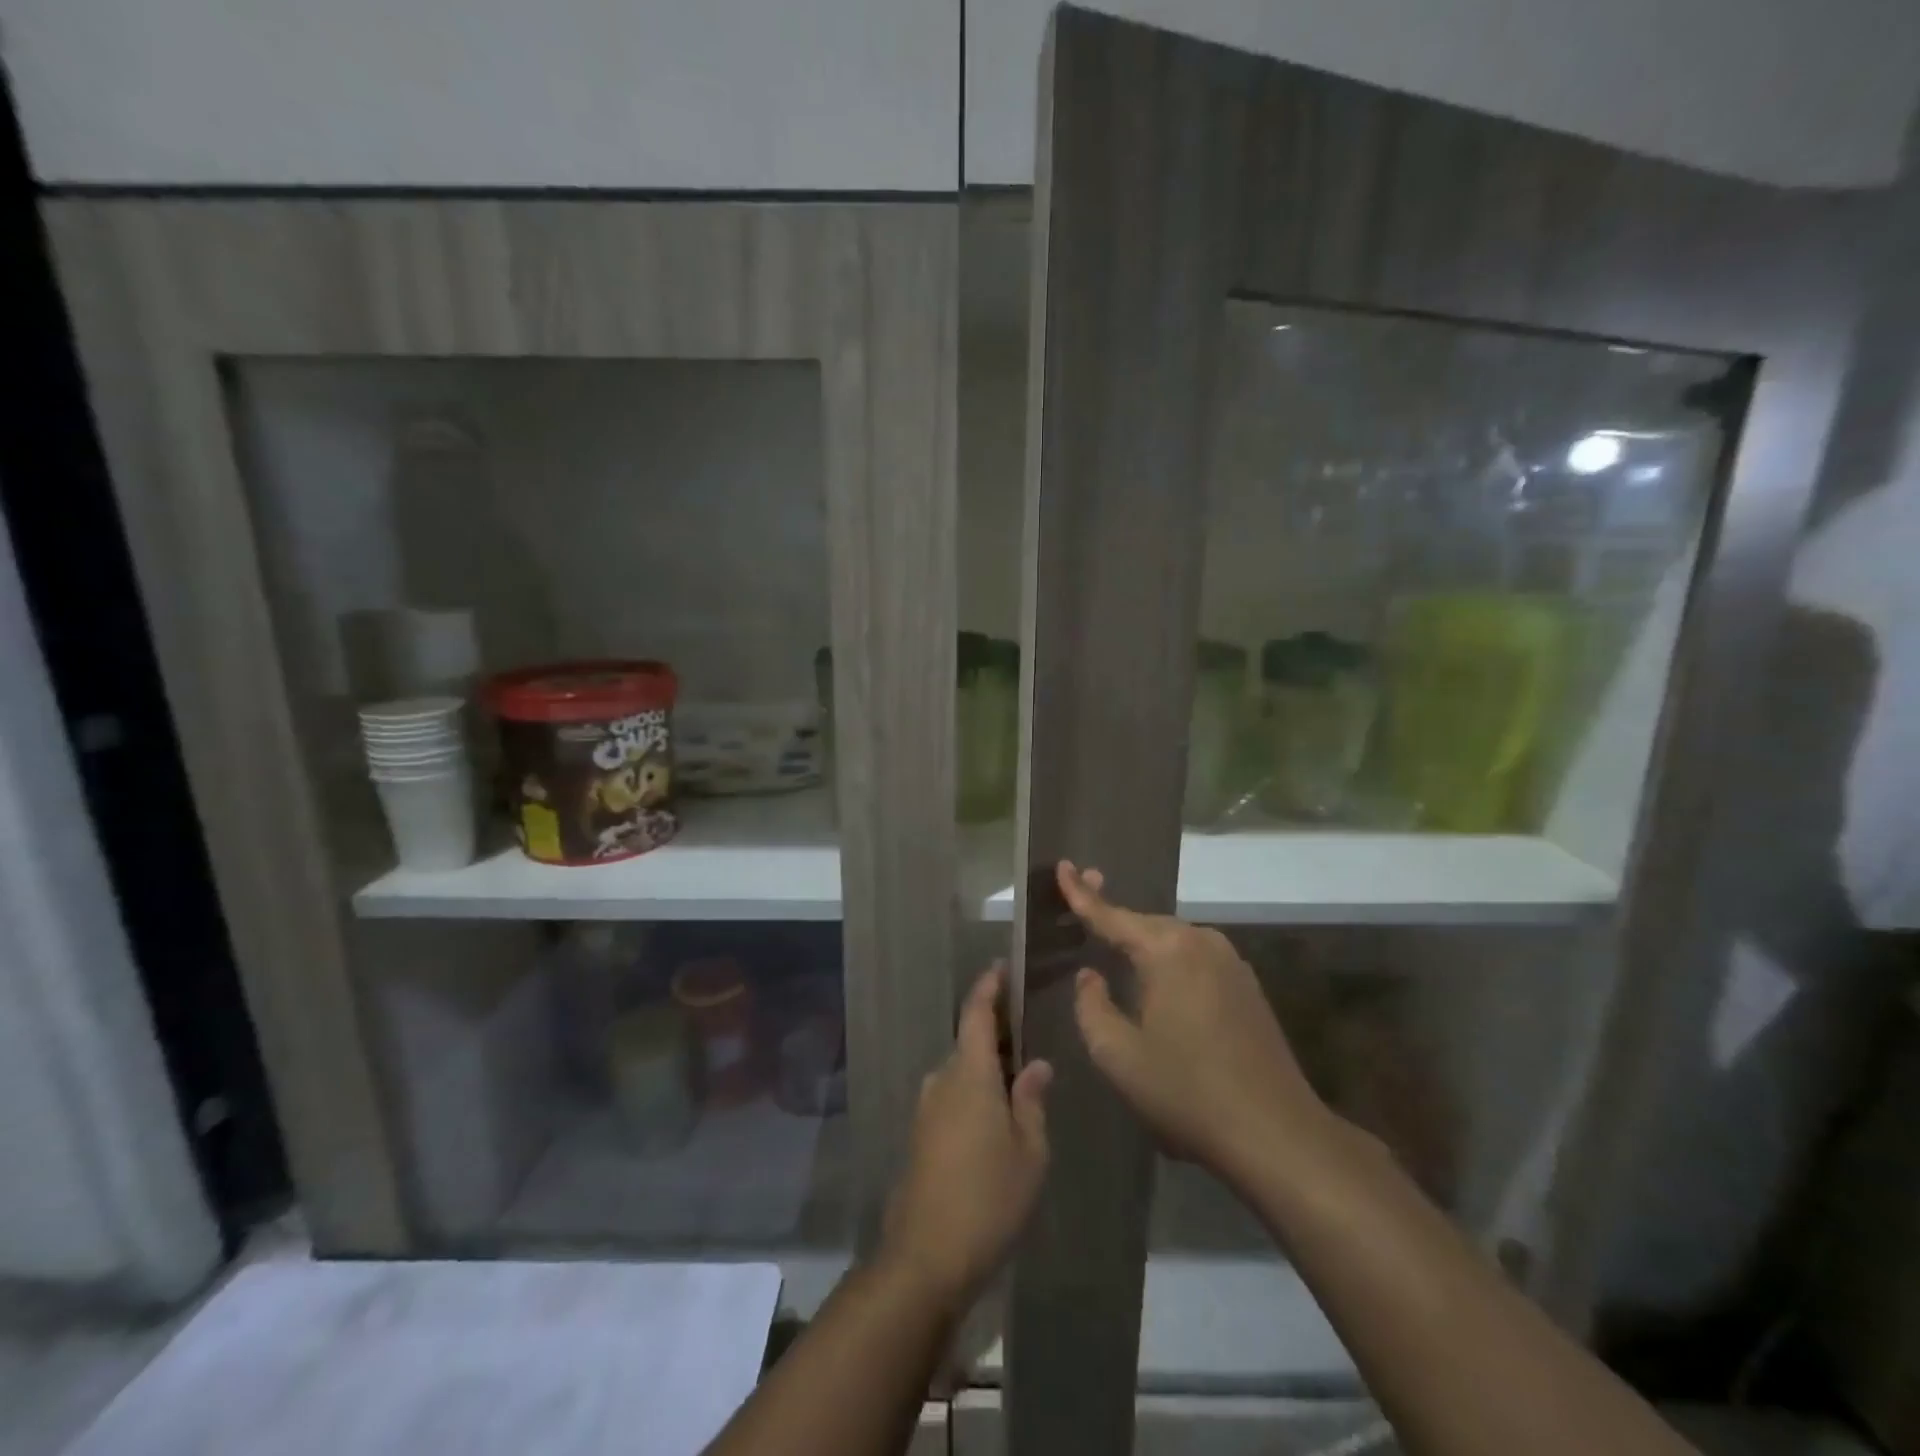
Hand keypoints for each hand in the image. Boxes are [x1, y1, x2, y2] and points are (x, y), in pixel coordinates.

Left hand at [881, 966, 1052, 1310]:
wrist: (925, 1256)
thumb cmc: (988, 1198)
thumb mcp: (1029, 1151)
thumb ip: (1032, 1102)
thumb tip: (1036, 1065)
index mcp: (969, 1074)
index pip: (975, 1013)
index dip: (988, 987)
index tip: (1000, 968)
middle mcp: (942, 1080)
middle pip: (969, 1042)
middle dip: (995, 1033)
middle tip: (1028, 1034)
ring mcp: (926, 1108)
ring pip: (960, 1072)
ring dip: (985, 1067)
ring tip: (1019, 1080)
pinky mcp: (920, 1135)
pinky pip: (951, 1097)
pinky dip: (974, 1093)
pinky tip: (996, 1118)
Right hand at [1060, 861, 1335, 1191]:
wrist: (1276, 1134)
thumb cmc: (1187, 1092)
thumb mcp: (1118, 1055)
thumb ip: (1091, 1007)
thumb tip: (1090, 976)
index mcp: (1167, 950)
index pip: (1111, 915)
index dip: (1081, 893)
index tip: (1063, 865)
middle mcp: (1201, 942)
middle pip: (1145, 924)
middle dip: (1113, 918)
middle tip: (1082, 908)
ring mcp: (1231, 963)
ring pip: (1173, 942)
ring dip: (1143, 945)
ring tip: (1115, 952)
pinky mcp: (1247, 987)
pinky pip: (1195, 960)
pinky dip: (1170, 963)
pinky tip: (1160, 985)